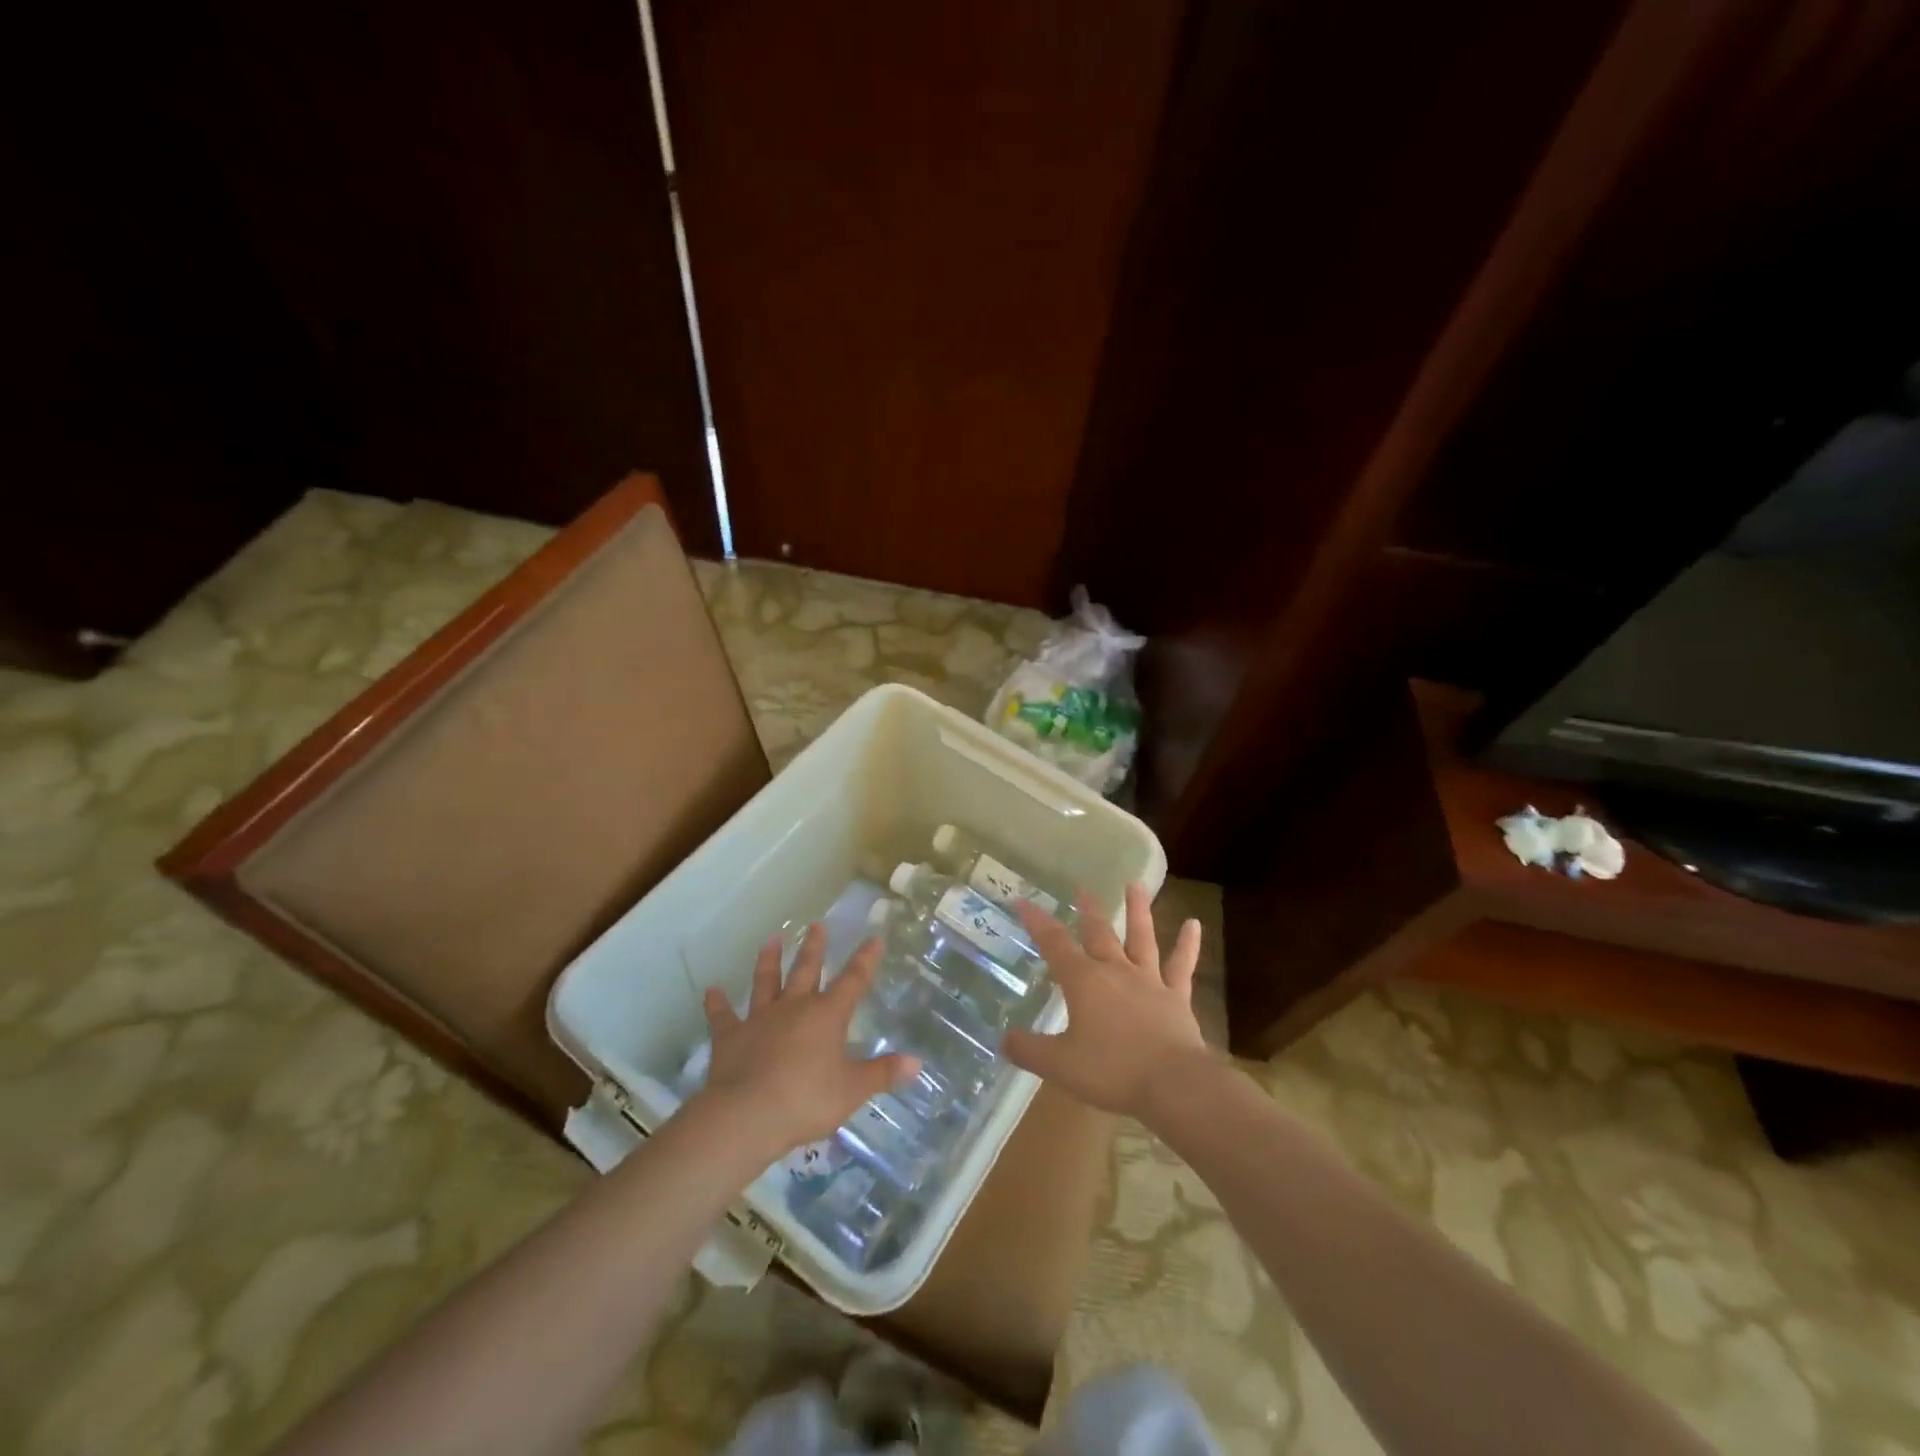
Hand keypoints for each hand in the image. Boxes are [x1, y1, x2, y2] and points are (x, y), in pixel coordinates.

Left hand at [695, 925, 919, 1159]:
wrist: (747, 1115)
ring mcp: (760, 1019)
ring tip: (771, 940)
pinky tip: (711, 990)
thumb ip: (882, 1074)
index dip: (865, 959)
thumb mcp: (852, 1090)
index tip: (873, 938)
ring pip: (766, 982)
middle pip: (806, 971)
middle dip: (814, 948)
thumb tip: (917, 1063)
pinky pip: (723, 1015)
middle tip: (816, 924)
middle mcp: (794, 1008)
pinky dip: (717, 1003)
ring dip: (768, 961)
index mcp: (827, 1016)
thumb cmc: (806, 1100)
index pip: (853, 981)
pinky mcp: (730, 1036)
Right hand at [1007, 883, 1208, 1119]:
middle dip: (1087, 909)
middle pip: (1099, 933)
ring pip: (1141, 937)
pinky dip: (1188, 944)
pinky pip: (1181, 966)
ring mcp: (1149, 981)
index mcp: (1084, 981)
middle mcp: (1115, 970)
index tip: (1024, 901)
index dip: (1037, 922)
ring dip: (1138, 910)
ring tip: (1136, 883)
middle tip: (1082, 886)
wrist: (1172, 1084)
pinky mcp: (1176, 997)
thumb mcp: (1059, 1065)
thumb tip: (1003, 1039)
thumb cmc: (1111, 1070)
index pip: (1054, 943)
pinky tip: (1194, 924)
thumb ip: (1029, 1050)